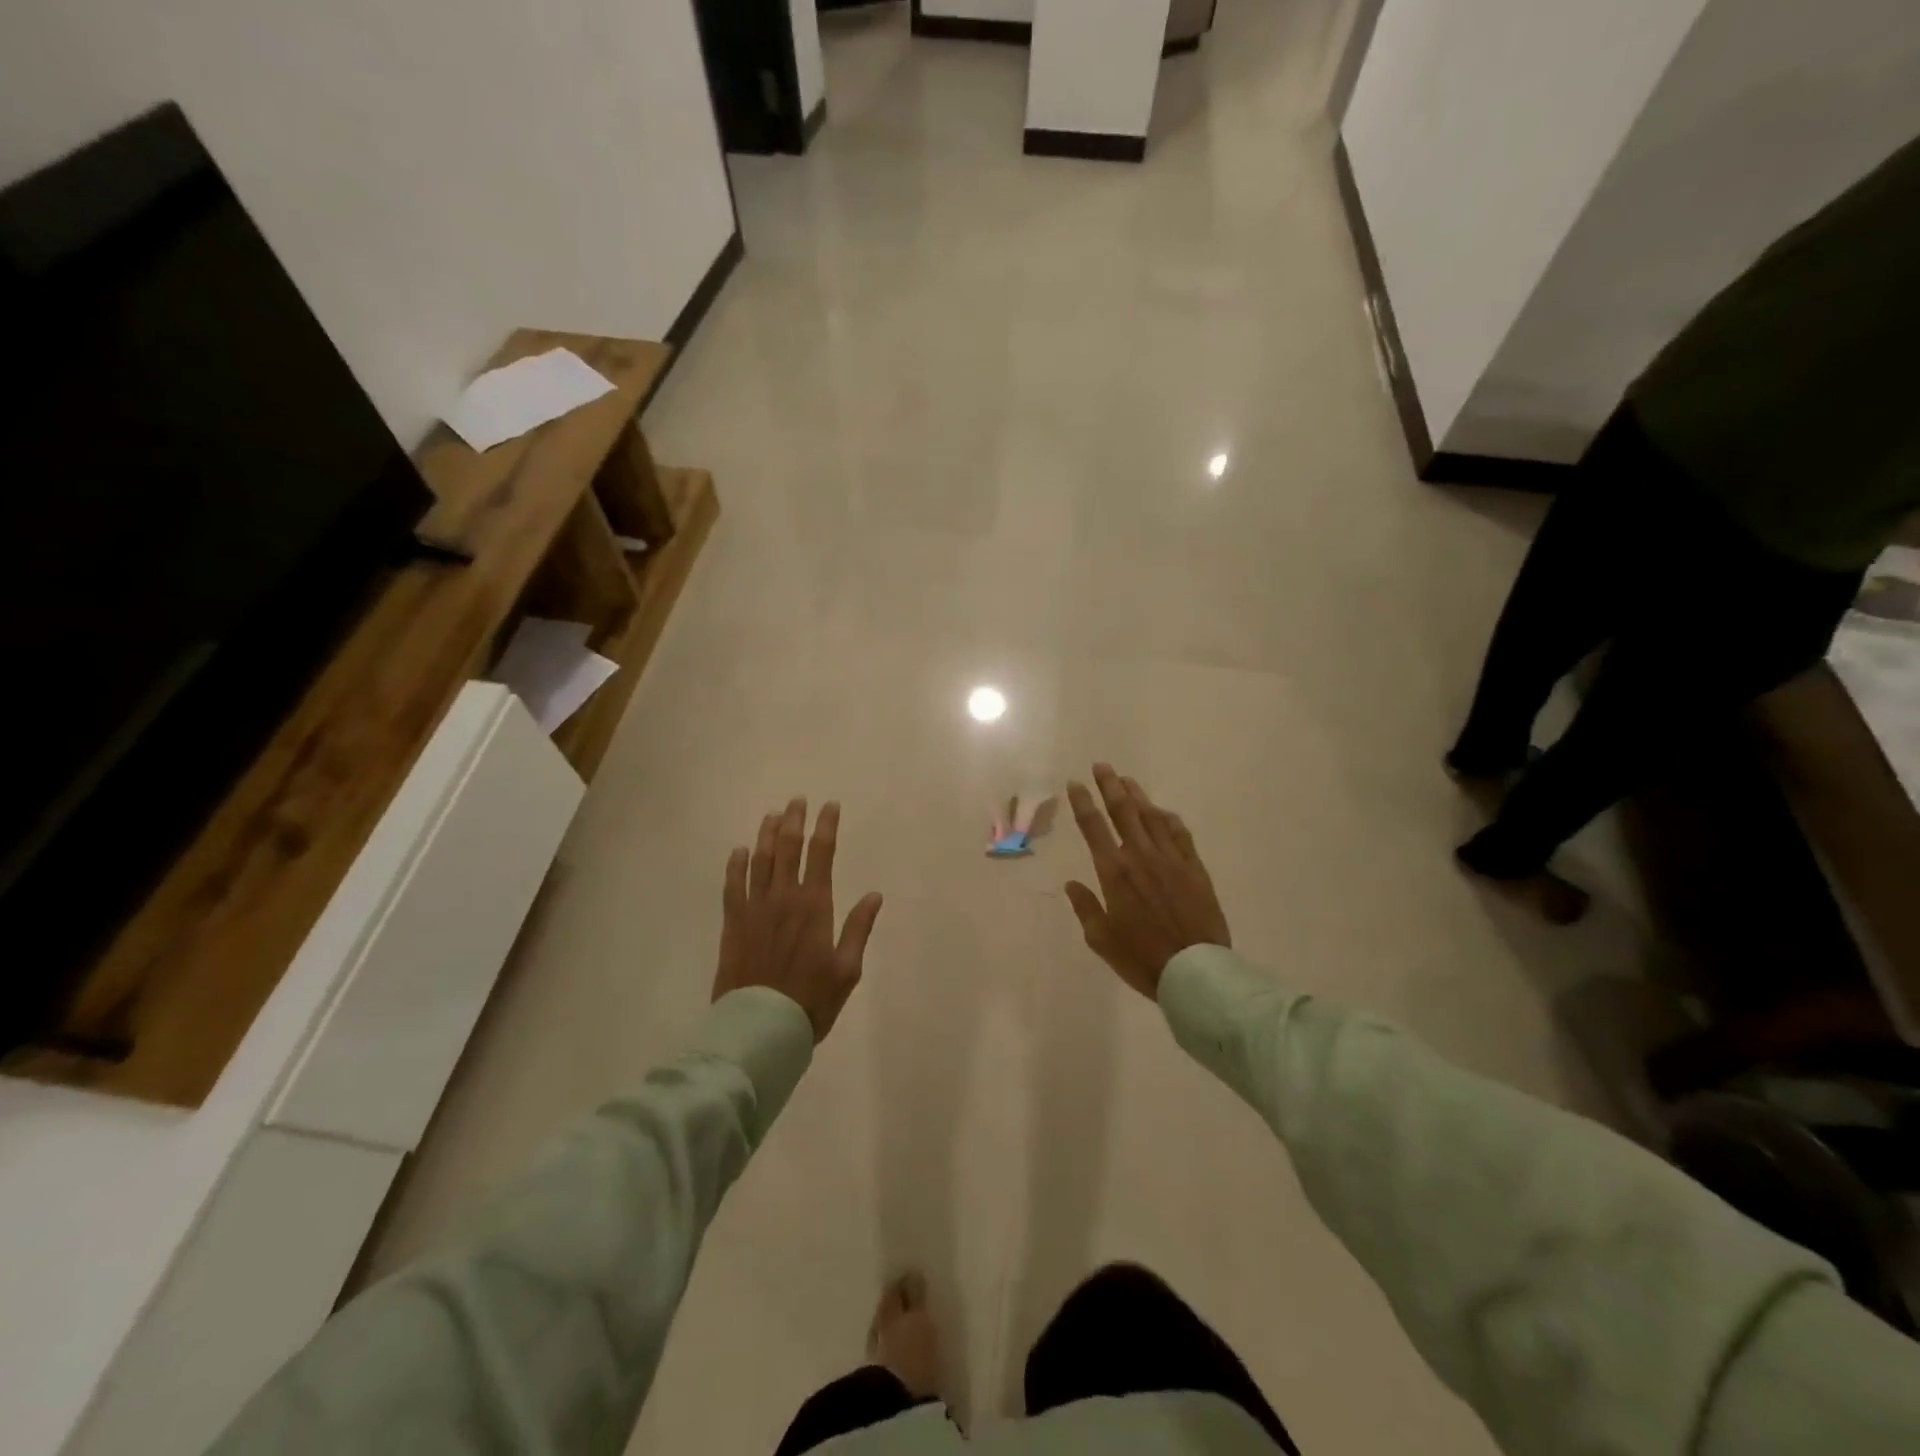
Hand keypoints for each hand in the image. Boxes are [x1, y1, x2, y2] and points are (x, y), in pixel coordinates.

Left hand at [714, 798, 883, 1041]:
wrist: (761, 1027)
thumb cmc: (811, 1000)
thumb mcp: (847, 969)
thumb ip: (858, 928)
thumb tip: (875, 895)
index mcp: (814, 906)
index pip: (821, 854)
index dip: (826, 827)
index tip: (830, 806)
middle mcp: (783, 898)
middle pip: (788, 849)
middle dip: (794, 821)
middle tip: (797, 800)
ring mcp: (755, 909)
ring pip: (760, 860)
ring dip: (767, 835)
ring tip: (772, 815)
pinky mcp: (733, 924)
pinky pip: (733, 885)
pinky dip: (736, 865)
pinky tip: (740, 851)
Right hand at [1064, 764, 1229, 998]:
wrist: (1194, 971)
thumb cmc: (1141, 958)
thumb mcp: (1101, 939)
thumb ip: (1085, 908)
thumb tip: (1072, 884)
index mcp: (1114, 872)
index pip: (1093, 827)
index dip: (1083, 802)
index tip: (1075, 784)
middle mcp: (1141, 856)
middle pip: (1123, 811)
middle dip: (1110, 785)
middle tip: (1102, 766)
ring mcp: (1171, 859)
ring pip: (1152, 817)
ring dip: (1138, 796)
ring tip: (1128, 780)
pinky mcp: (1194, 868)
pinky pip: (1180, 834)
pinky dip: (1168, 819)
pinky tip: (1162, 812)